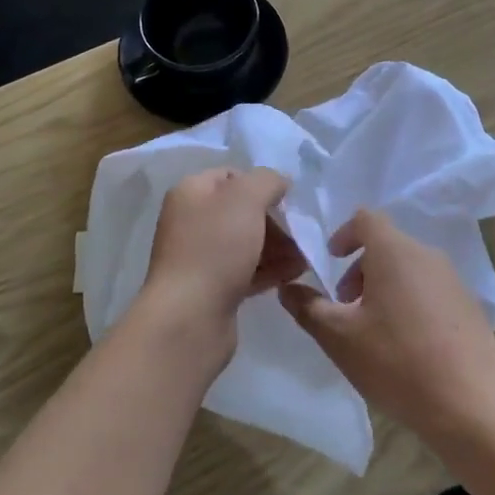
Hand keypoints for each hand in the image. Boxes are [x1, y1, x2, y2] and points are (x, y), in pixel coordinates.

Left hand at [140, 168, 297, 349]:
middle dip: (274, 220)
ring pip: (246, 242)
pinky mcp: (212, 288)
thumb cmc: (215, 248)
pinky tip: (295, 274)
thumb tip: (279, 182)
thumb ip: (266, 180)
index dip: (261, 184)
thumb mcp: (245, 199)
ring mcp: (200, 256)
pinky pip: (246, 270)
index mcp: (191, 193)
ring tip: (305, 257)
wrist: (189, 318)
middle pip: (241, 211)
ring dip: (278, 246)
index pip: (231, 176)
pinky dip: (270, 269)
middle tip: (301, 233)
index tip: (288, 200)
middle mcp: (191, 221)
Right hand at [279, 210, 494, 446]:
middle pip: (387, 244)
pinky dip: (410, 303)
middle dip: (360, 268)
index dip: (343, 234)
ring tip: (373, 329)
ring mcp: (453, 281)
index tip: (331, 261)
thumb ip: (308, 307)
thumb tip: (287, 288)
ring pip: (409, 269)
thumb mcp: (339, 337)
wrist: (473, 407)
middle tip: (345, 306)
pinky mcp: (470, 308)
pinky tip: (406, 347)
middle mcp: (427, 255)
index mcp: (394, 251)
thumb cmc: (397, 362)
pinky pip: (431, 291)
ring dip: (384, 287)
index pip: (365, 218)